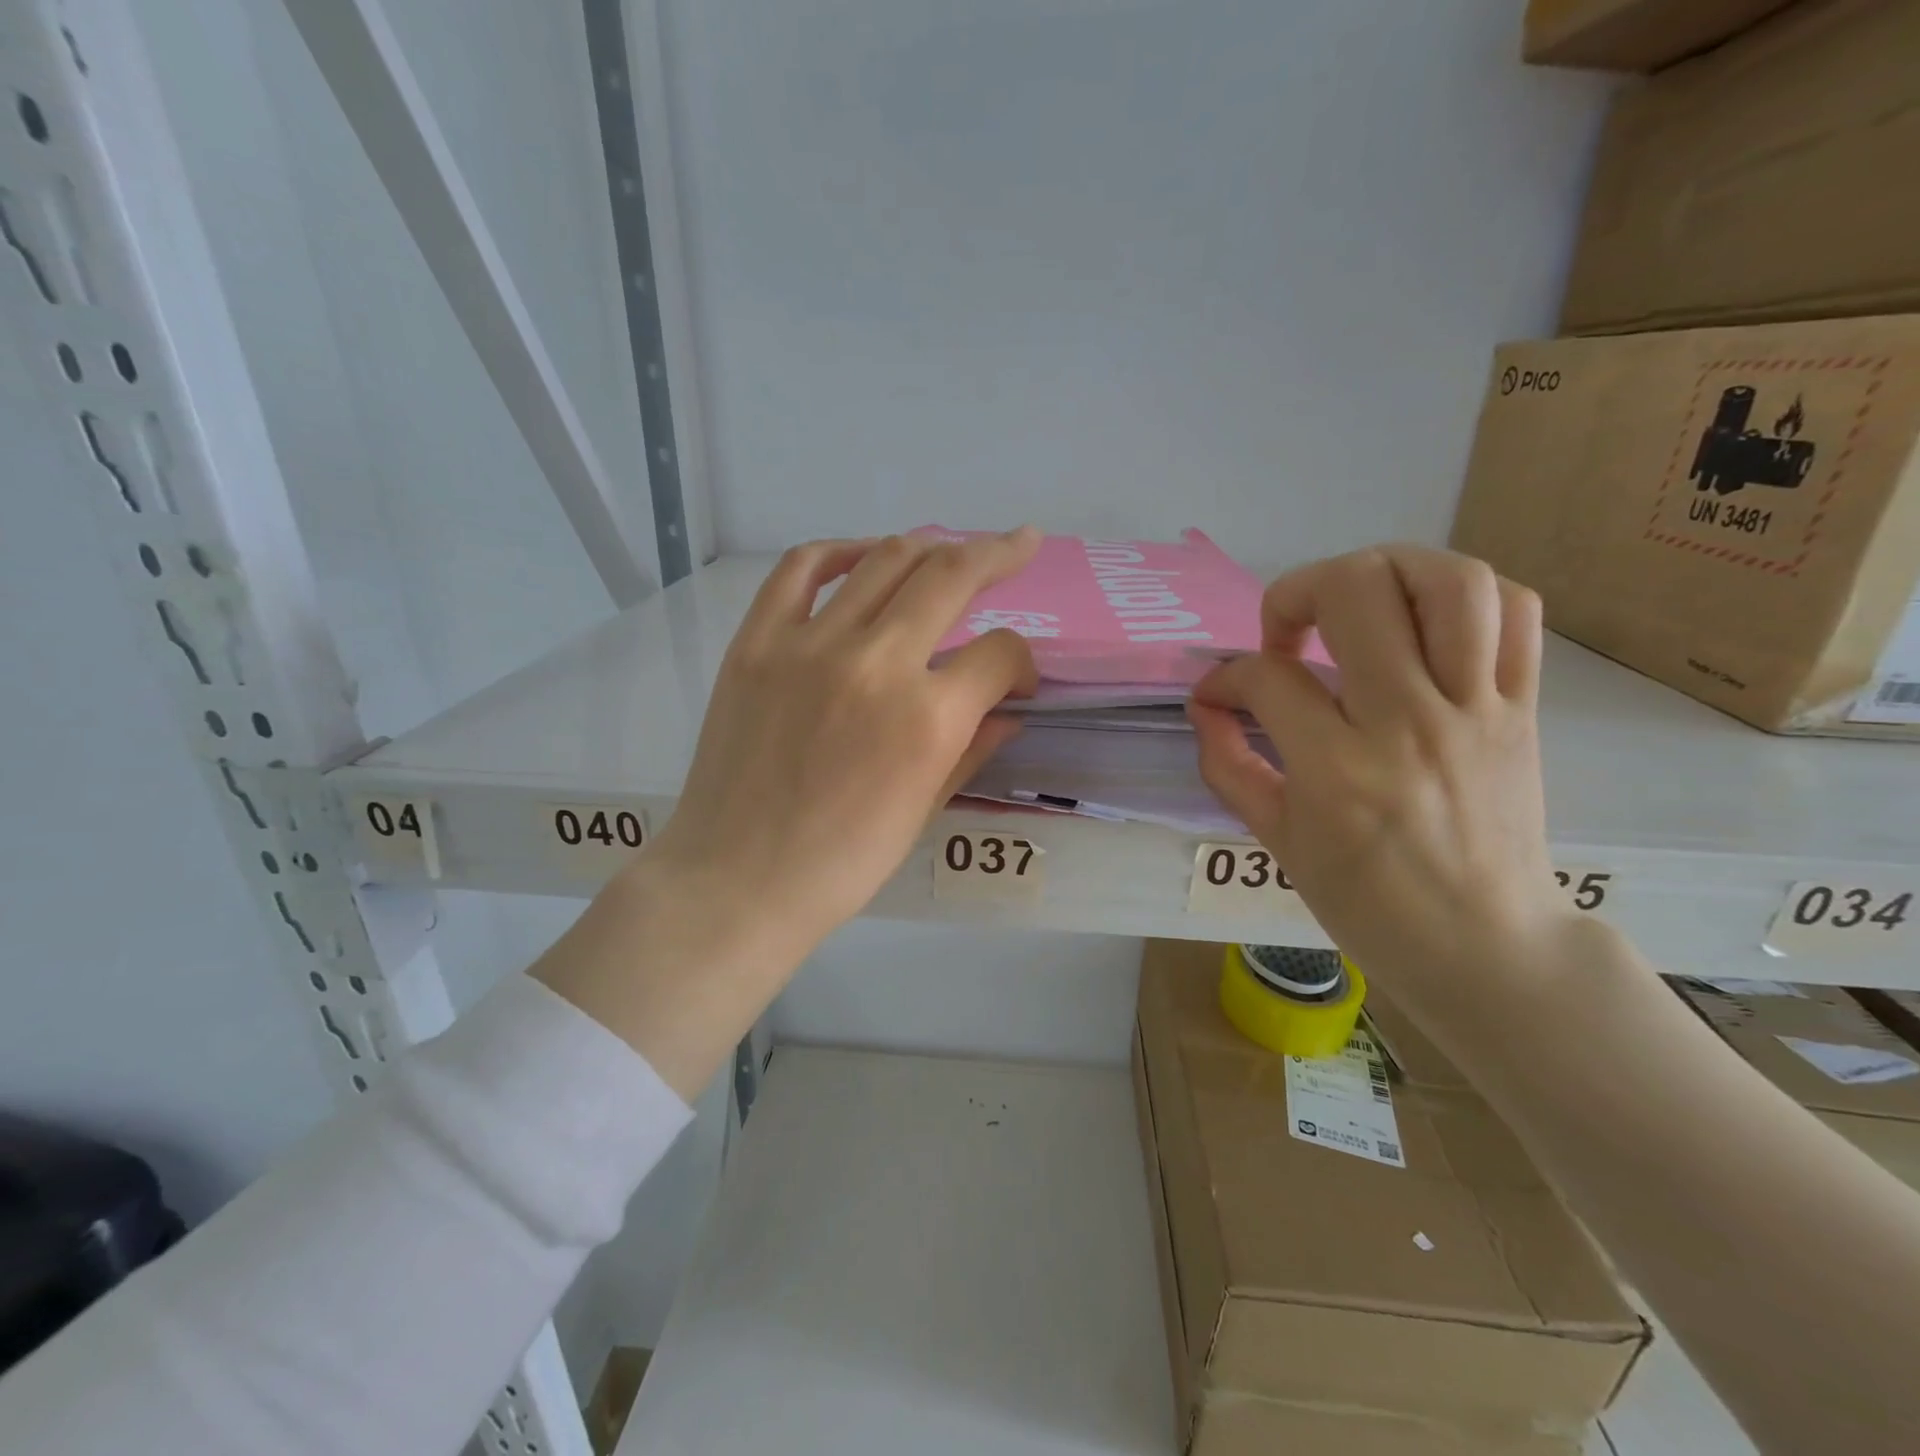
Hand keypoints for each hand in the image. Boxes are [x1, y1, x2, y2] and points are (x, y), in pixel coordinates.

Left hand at [645, 529, 1040, 959]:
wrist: (738, 879)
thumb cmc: (843, 863)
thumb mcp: (925, 810)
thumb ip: (972, 748)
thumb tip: (1006, 711)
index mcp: (928, 719)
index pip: (998, 654)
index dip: (1021, 662)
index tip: (1015, 680)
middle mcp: (876, 663)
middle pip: (951, 576)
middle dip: (998, 555)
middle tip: (1020, 545)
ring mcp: (810, 644)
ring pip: (885, 559)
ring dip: (931, 546)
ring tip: (949, 550)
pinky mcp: (757, 641)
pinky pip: (801, 569)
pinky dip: (840, 551)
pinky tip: (864, 556)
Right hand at [1188, 544, 1570, 1007]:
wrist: (1486, 947)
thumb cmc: (1367, 902)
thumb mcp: (1277, 840)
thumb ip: (1229, 764)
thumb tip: (1206, 705)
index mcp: (1338, 770)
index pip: (1268, 677)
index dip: (1226, 675)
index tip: (1219, 695)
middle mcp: (1410, 723)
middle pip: (1356, 590)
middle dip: (1296, 592)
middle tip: (1285, 636)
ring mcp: (1477, 710)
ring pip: (1448, 580)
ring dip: (1385, 570)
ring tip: (1356, 605)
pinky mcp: (1524, 708)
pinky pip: (1517, 612)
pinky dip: (1468, 595)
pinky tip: (1427, 622)